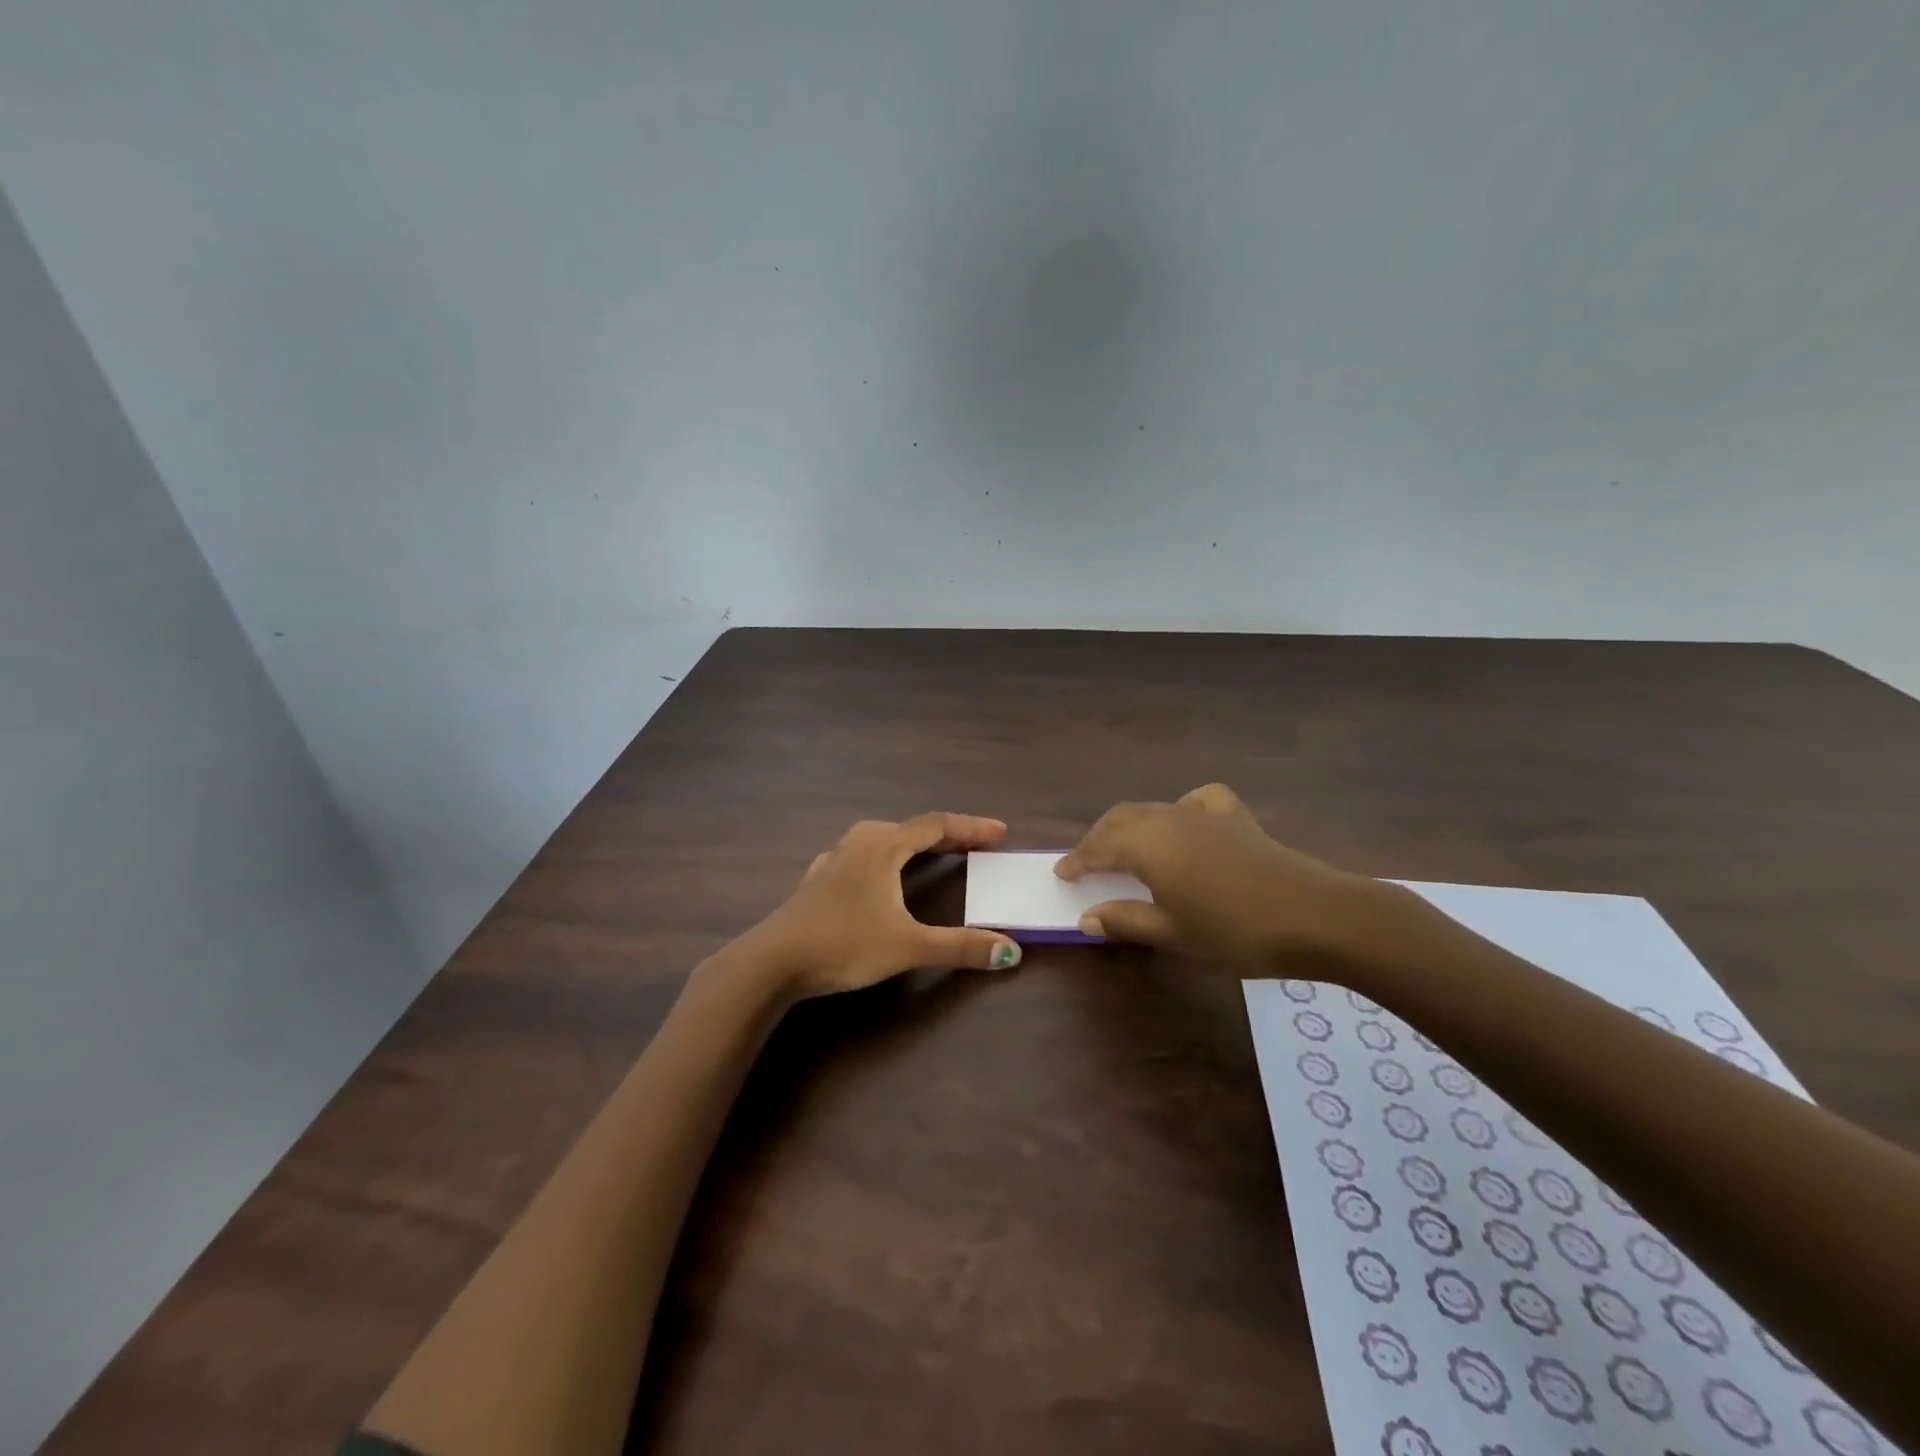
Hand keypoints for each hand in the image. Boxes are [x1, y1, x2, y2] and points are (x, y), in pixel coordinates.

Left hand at [744, 813, 1023, 999]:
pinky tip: (880, 875)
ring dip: (914, 845)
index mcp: (883, 846)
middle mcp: (859, 842)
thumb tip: (1011, 952)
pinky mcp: (819, 879)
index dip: (971, 827)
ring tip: (934, 855)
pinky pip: (863, 856)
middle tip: (976, 847)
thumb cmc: (843, 945)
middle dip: (947, 836)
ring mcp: (835, 858)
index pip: (937, 826)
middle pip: (911, 829)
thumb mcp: (908, 947)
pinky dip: (886, 859)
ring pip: (884, 839)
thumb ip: (960, 947)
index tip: (1000, 832)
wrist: (772, 962)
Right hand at [1056, 784, 1390, 970]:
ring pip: (1152, 809)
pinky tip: (1185, 822)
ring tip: (1125, 848)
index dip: (1077, 859)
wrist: (1314, 915)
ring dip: (1130, 825)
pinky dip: (1180, 808)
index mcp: (1147, 845)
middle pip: (1120, 819)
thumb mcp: (1173, 933)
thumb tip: (1086, 918)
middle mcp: (1168, 819)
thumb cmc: (1234, 931)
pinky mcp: (1234, 817)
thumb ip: (1126, 920)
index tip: (1061, 872)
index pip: (1099, 846)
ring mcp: (1203, 813)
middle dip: (1098, 838)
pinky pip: (1196, 801)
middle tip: (1086, 862)